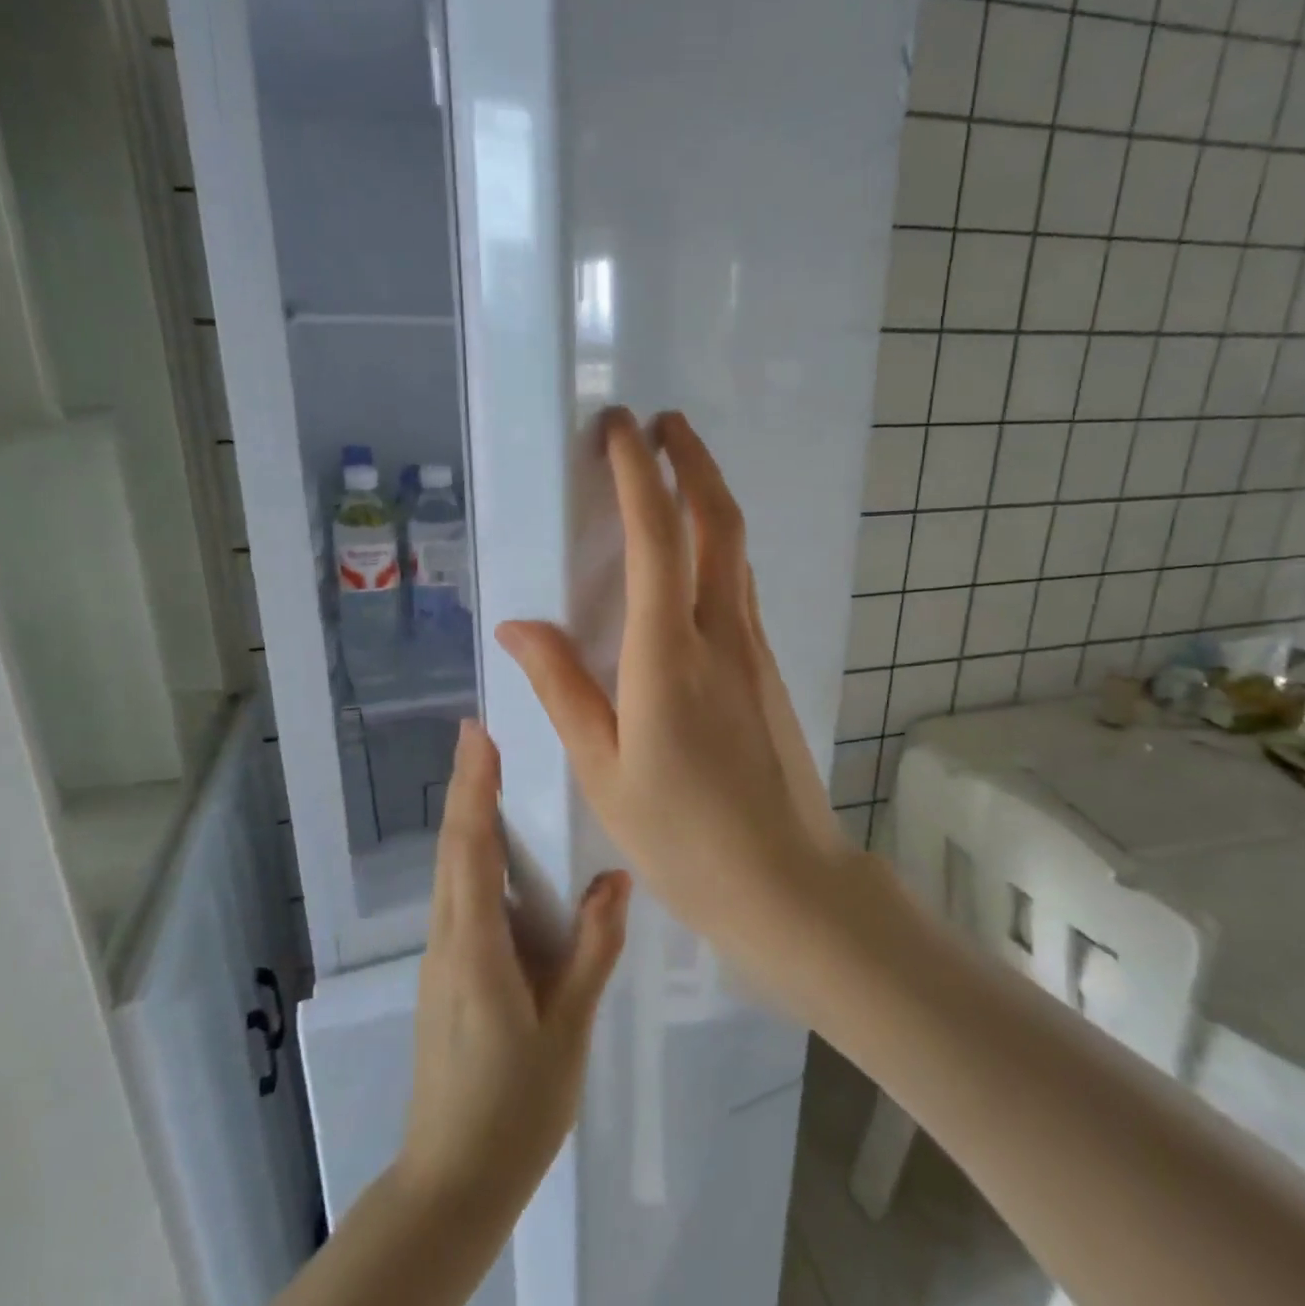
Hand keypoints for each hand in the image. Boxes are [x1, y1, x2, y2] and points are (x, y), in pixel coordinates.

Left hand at [398, 720, 630, 1211]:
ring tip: (490, 773)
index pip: (470, 850)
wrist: (453, 1181)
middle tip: (480, 734)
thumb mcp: (567, 1029)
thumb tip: (616, 879)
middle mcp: (448, 940)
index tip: (475, 736)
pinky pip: (457, 895)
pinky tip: (496, 849)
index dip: (472, 789)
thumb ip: (591, 950)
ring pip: (449, 870)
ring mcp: (440, 957)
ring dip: (465, 816)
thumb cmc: (515, 1107)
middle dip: (465, 787)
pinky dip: (470, 853)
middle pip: (452, 848)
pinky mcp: (446, 972)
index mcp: (476, 948)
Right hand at [496, 408, 844, 984]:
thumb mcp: (603, 770)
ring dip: (709, 496)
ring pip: (737, 549)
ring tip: (675, 470)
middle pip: (718, 521)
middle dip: (691, 460)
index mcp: (669, 656)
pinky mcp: (768, 668)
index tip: (620, 428)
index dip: (638, 474)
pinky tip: (695, 555)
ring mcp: (754, 648)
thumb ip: (561, 688)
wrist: (787, 882)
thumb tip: (517, 625)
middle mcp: (722, 634)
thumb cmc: (683, 837)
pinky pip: (741, 584)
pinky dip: (718, 544)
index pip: (656, 538)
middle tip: (660, 424)